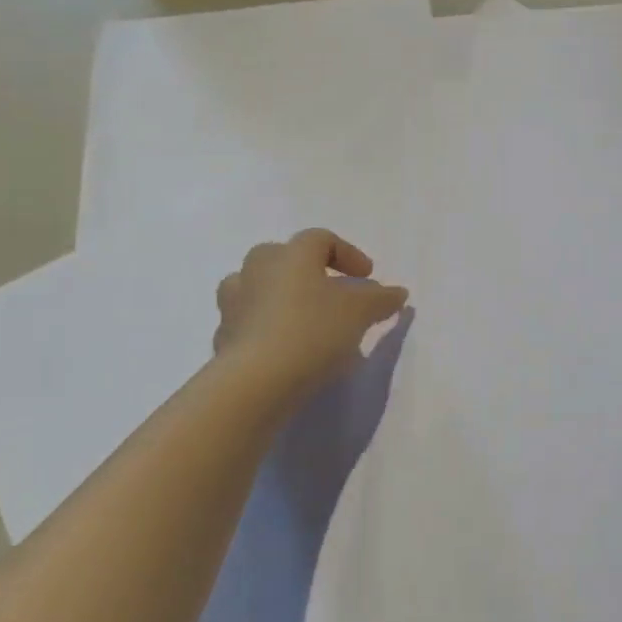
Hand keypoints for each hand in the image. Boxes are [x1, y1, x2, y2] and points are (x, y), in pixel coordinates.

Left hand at [212, 228, 409, 409]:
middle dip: (308, 271)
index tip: (368, 277)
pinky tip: (286, 352)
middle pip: (282, 257)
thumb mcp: (360, 312)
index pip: (320, 239)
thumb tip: (397, 293)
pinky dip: (268, 330)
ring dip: (280, 298)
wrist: (255, 383)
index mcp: (291, 254)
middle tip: (330, 292)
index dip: (348, 254)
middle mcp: (257, 269)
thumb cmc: (313, 331)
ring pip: (258, 288)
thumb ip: (381, 299)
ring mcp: (234, 304)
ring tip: (304, 321)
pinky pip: (249, 324)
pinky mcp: (223, 339)